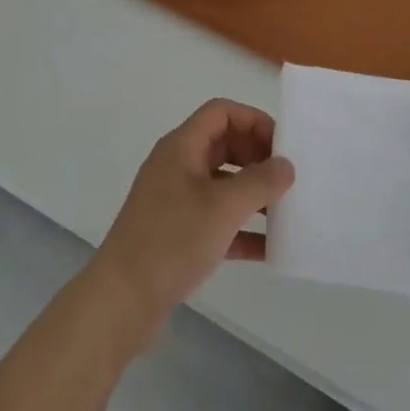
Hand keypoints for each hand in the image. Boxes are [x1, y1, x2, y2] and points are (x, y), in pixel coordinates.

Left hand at [90, 99, 294, 343]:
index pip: (221, 112)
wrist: (122, 298)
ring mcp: (175, 200)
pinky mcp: (177, 233)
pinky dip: (241, 228)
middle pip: (223, 144)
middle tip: (287, 179)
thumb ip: (260, 181)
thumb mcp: (223, 207)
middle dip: (257, 157)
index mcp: (182, 147)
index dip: (253, 120)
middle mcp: (177, 166)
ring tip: (286, 211)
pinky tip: (270, 249)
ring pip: (222, 183)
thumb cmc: (172, 240)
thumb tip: (286, 165)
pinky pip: (217, 219)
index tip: (282, 147)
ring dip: (253, 193)